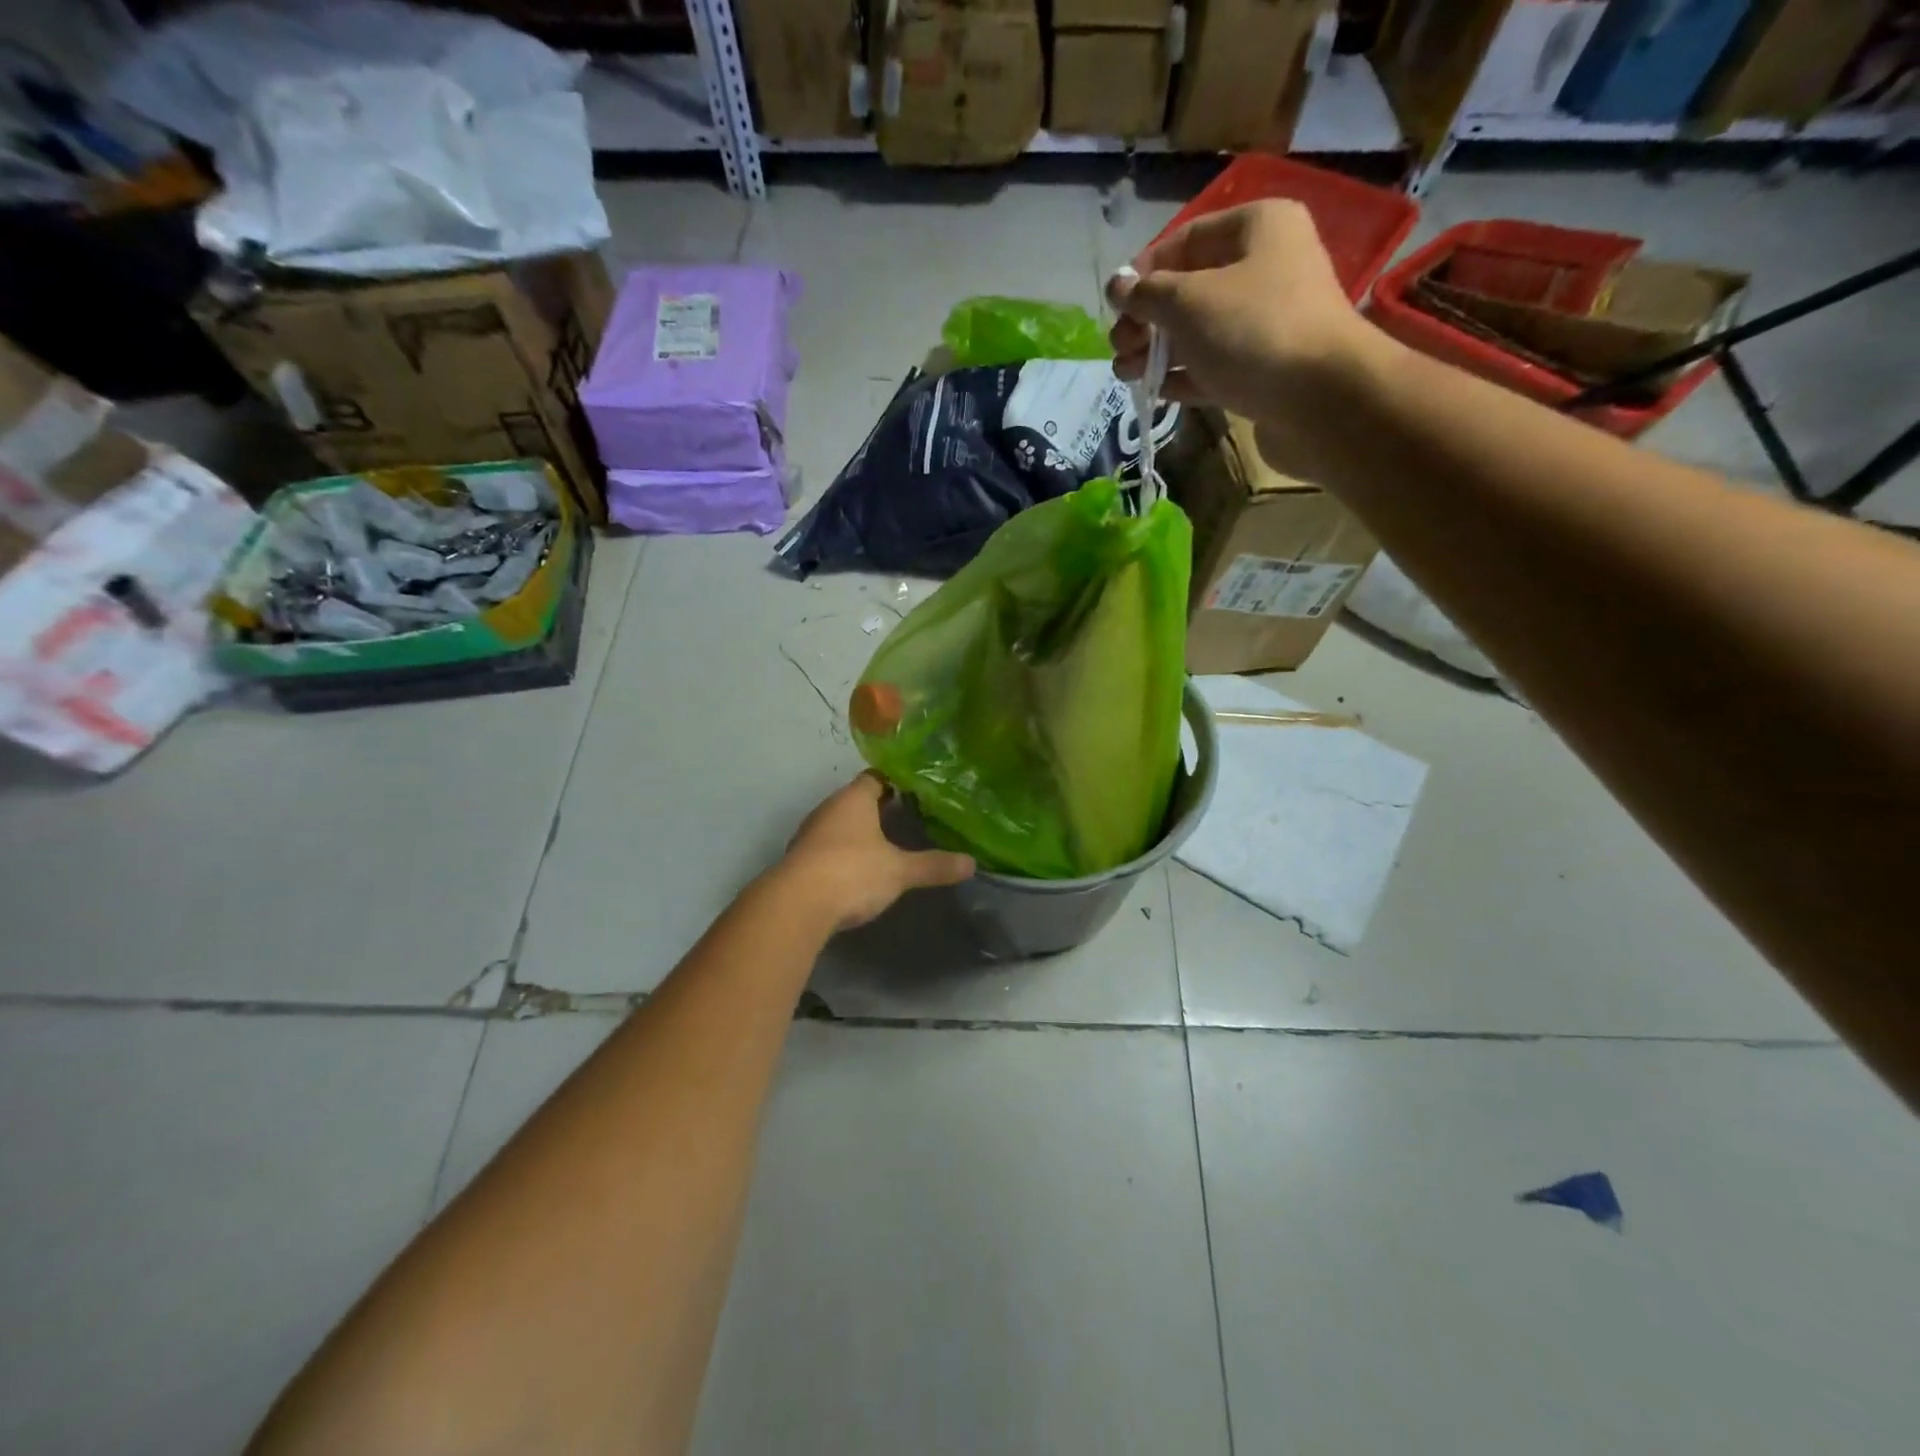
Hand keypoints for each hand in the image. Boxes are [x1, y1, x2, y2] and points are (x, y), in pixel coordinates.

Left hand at [777, 773, 974, 933]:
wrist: (796, 905)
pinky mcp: (800, 859)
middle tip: (909, 817)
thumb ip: (934, 865)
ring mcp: (811, 833)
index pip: (875, 777)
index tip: (917, 792)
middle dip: (880, 808)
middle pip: (857, 799)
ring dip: (860, 831)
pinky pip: (828, 846)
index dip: (896, 782)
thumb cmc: (853, 872)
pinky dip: (844, 852)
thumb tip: (972, 863)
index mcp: (854, 799)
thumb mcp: (900, 871)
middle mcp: (829, 808)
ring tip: (887, 843)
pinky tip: (859, 868)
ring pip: (840, 823)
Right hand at [1107, 201, 1379, 466]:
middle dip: (1147, 319)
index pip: (1186, 239)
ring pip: (1197, 333)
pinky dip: (1183, 377)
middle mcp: (1265, 269)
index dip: (1145, 270)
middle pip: (1189, 289)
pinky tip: (1155, 392)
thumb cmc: (1253, 331)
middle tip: (1119, 347)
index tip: (1115, 305)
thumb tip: (1116, 286)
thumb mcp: (1188, 302)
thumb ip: (1146, 294)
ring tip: (1126, 376)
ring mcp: (1266, 323)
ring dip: (1157, 353)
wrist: (1320, 398)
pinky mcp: (1263, 370)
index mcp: (1256, 229)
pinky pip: (1213, 367)